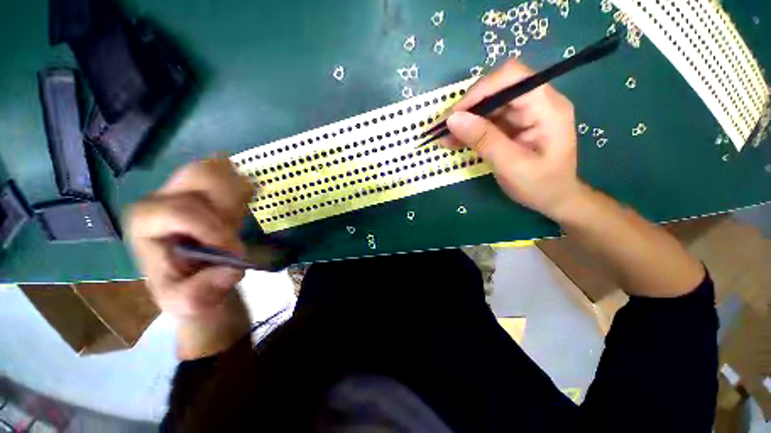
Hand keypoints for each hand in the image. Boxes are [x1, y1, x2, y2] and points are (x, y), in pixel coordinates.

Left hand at [127, 158, 253, 357]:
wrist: (195, 276)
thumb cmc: (185, 289)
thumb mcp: (186, 304)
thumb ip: (198, 295)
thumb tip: (229, 270)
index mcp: (144, 221)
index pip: (182, 210)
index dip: (214, 230)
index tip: (235, 253)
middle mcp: (160, 196)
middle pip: (199, 176)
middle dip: (227, 204)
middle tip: (236, 228)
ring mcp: (183, 189)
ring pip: (217, 170)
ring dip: (236, 194)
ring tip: (237, 219)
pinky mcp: (204, 189)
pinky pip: (229, 175)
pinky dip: (242, 189)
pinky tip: (240, 208)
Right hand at [445, 60, 583, 220]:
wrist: (553, 199)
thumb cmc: (540, 185)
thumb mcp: (511, 165)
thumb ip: (484, 140)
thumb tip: (453, 119)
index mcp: (546, 107)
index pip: (512, 78)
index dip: (480, 91)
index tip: (454, 114)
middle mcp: (536, 102)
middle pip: (496, 89)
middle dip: (467, 108)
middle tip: (442, 128)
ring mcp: (524, 114)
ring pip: (488, 105)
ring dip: (464, 120)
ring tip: (443, 138)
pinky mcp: (512, 125)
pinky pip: (486, 120)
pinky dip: (469, 130)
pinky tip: (453, 141)